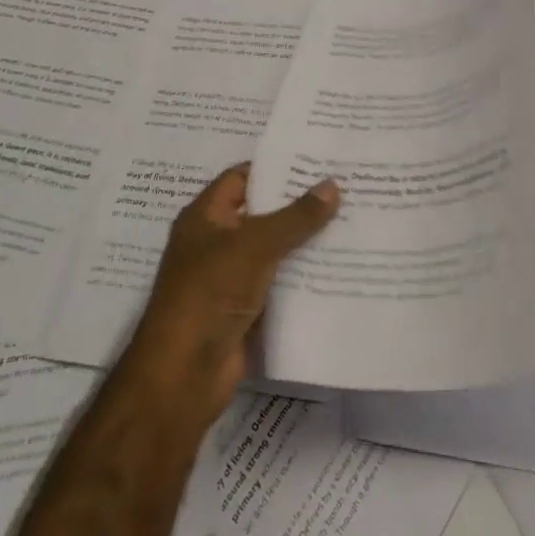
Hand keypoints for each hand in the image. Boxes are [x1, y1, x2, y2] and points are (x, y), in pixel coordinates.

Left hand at [123, 164, 338, 425]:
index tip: (318, 160)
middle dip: (300, 204)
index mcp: (205, 217)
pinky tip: (339, 264)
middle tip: (345, 187)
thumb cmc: (209, 294)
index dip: (276, 167)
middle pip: (263, 213)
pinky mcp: (246, 309)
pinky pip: (280, 282)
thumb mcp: (254, 246)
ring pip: (275, 249)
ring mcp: (231, 278)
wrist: (183, 376)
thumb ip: (295, 216)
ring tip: (351, 221)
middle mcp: (216, 242)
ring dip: (306, 240)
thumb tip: (333, 186)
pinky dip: (304, 275)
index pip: (242, 177)